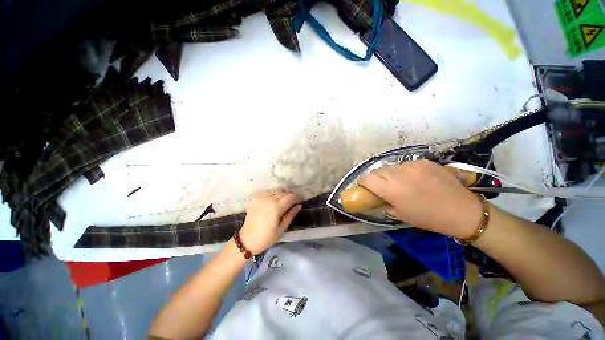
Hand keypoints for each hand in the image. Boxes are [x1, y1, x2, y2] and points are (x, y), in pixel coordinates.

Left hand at [239, 188, 302, 254]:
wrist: (246, 241)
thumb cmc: (266, 238)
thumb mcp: (282, 229)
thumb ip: (291, 215)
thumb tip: (299, 205)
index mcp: (275, 207)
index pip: (290, 197)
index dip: (297, 198)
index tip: (302, 200)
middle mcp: (268, 199)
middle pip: (283, 192)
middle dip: (290, 196)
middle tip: (294, 201)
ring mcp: (260, 197)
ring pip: (275, 191)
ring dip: (282, 194)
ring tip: (285, 201)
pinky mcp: (255, 198)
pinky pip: (267, 192)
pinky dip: (273, 195)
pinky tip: (274, 201)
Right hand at [358, 160, 482, 238]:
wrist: (462, 210)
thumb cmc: (428, 218)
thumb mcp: (399, 214)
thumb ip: (383, 202)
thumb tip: (376, 195)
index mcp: (391, 190)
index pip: (366, 178)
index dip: (362, 182)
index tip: (365, 187)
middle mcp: (398, 174)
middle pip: (376, 170)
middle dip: (375, 178)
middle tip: (382, 186)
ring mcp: (412, 165)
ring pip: (390, 166)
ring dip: (389, 174)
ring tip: (399, 182)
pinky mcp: (423, 161)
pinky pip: (405, 164)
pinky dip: (403, 171)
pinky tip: (414, 179)